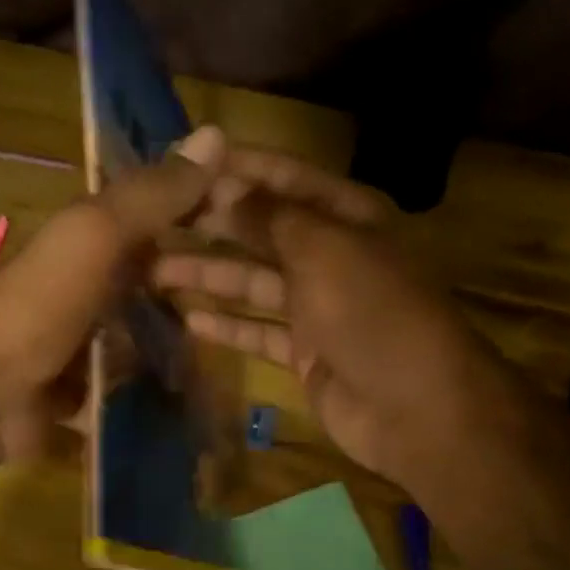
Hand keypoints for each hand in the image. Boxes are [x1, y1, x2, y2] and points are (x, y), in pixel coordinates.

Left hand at [0, 125, 227, 462]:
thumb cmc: (37, 307)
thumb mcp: (93, 237)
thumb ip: (149, 196)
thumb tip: (216, 132)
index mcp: (82, 243)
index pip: (148, 217)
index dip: (195, 213)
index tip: (251, 219)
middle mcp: (83, 289)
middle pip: (150, 281)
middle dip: (196, 288)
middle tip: (256, 297)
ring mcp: (83, 346)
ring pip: (144, 336)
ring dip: (181, 341)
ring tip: (235, 353)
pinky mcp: (84, 396)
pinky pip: (132, 386)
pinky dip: (160, 388)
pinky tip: (199, 393)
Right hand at [151, 148, 502, 491]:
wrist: (417, 408)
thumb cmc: (373, 312)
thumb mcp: (323, 250)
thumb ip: (270, 217)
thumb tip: (225, 186)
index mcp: (349, 217)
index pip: (285, 178)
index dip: (237, 168)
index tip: (183, 161)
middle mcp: (333, 255)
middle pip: (263, 231)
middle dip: (212, 224)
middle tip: (153, 219)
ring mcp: (319, 307)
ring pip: (254, 283)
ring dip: (208, 276)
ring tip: (153, 269)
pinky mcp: (307, 353)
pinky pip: (259, 331)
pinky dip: (228, 326)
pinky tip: (188, 319)